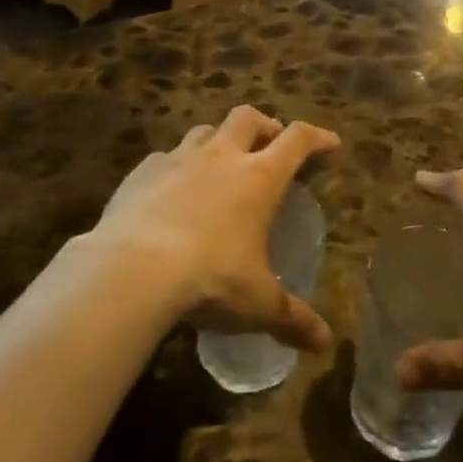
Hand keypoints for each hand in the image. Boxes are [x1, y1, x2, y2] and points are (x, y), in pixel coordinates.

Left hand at [87, 105, 339, 352]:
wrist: (132, 268)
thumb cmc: (210, 279)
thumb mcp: (258, 304)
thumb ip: (292, 319)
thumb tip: (324, 343)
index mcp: (259, 177)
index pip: (296, 140)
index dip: (316, 137)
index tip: (329, 144)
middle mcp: (221, 156)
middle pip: (248, 118)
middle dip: (265, 125)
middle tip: (270, 145)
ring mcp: (178, 158)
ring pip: (205, 130)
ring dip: (219, 141)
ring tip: (220, 165)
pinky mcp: (142, 171)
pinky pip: (165, 157)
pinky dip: (176, 166)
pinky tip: (171, 190)